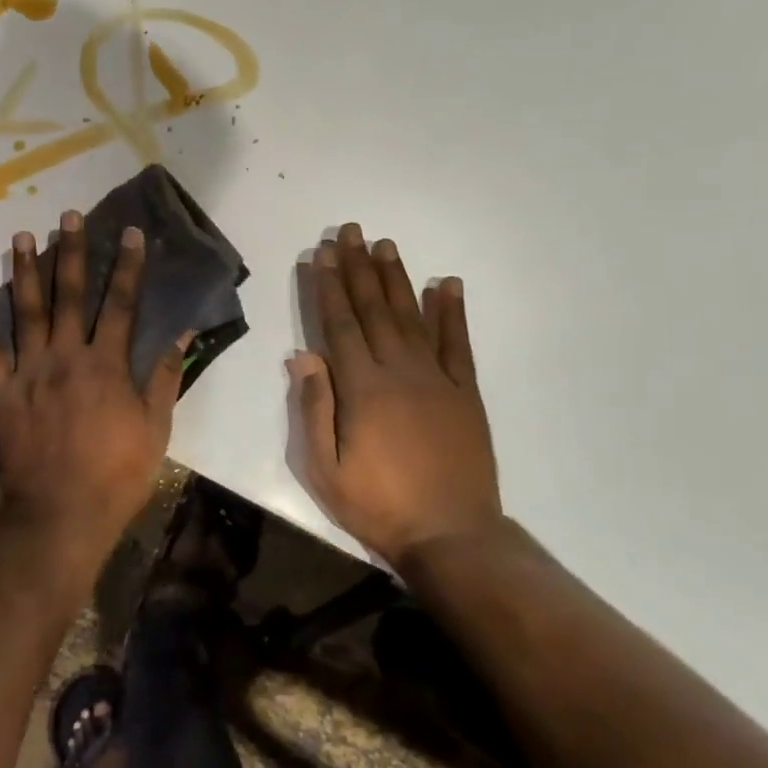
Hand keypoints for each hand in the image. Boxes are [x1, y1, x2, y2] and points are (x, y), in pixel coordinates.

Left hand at [0, 212, 189, 564]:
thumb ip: (165, 377)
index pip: (121, 304)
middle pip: (70, 295)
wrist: (62, 512)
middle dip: (71, 252)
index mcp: (107, 364)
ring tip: (23, 236)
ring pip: (26, 312)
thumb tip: (182, 332)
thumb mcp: (155, 428)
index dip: (127, 266)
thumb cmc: (117, 473)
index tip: (130, 232)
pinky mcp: (2, 393)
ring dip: (25, 272)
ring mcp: (30, 372)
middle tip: (68, 216)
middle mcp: (66, 356)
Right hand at [290, 222, 502, 566]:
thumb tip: (301, 355)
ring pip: (412, 317)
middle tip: (350, 231)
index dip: (328, 287)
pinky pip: (459, 345)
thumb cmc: (377, 505)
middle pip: (374, 310)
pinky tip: (446, 284)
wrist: (452, 536)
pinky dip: (452, 312)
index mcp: (362, 389)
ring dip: (397, 279)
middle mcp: (400, 372)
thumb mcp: (324, 469)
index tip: (321, 254)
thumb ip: (313, 408)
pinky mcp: (466, 394)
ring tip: (386, 245)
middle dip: (359, 268)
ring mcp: (438, 380)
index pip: (340, 325)